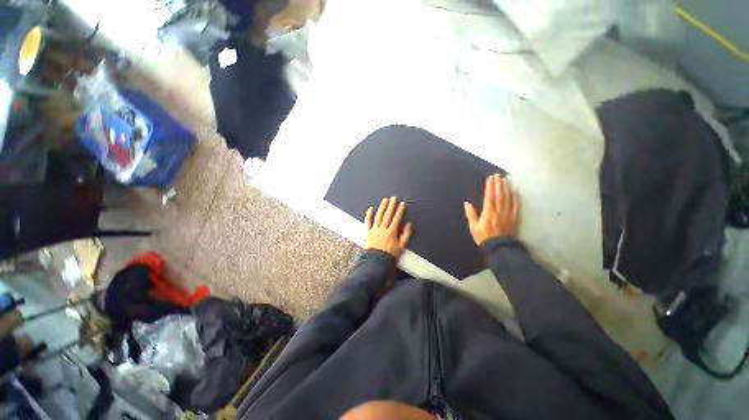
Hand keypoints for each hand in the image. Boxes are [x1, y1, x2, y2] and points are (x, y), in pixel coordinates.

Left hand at [365, 197, 412, 257]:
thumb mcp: (401, 247)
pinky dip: (369, 214)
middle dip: (391, 206)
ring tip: (385, 200)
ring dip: (382, 207)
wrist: (376, 262)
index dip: (400, 210)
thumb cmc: (390, 255)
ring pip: (378, 216)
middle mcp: (383, 229)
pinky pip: (367, 221)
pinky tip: (370, 208)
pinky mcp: (367, 232)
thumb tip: (408, 224)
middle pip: (387, 215)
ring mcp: (374, 230)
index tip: (402, 204)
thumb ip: (406, 235)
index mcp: (391, 232)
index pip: (397, 218)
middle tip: (393, 198)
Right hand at [464, 174, 519, 245]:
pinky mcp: (514, 217)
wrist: (499, 248)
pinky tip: (515, 192)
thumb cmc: (484, 237)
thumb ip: (471, 214)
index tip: (490, 178)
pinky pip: (516, 205)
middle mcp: (499, 210)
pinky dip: (515, 197)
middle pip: (499, 195)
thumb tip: (466, 203)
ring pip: (508, 198)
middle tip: (498, 175)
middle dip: (498, 184)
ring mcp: (508, 213)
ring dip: (506, 188)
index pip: (489, 196)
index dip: (490, 186)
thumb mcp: (473, 227)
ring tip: (505, 180)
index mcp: (488, 212)